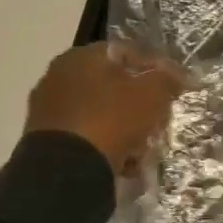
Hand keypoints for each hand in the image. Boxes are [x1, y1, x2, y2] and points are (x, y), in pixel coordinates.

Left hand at [25, 41, 185, 175]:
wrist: (65, 170)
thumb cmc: (112, 118)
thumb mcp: (153, 93)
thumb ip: (168, 78)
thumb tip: (178, 75)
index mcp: (83, 56)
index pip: (129, 52)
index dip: (156, 68)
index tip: (174, 88)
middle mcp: (60, 75)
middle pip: (114, 84)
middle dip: (139, 101)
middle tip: (159, 118)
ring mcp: (48, 108)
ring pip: (101, 111)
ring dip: (124, 125)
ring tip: (143, 145)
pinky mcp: (44, 139)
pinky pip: (86, 134)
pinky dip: (105, 143)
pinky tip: (123, 160)